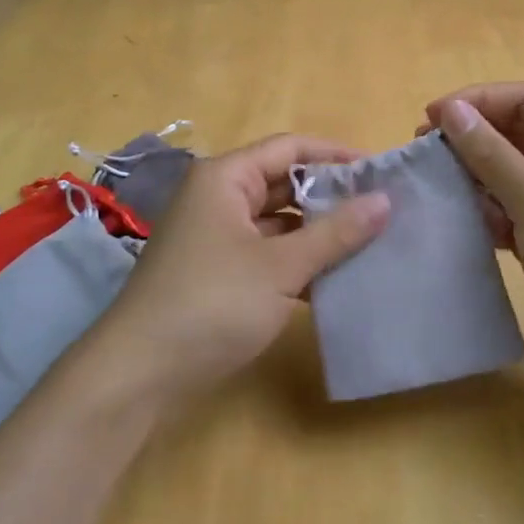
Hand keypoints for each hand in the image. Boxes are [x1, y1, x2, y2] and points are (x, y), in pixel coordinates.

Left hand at [78, 135, 389, 411]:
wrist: (139, 374)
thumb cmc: (212, 303)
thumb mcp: (281, 266)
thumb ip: (335, 232)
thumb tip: (384, 200)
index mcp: (226, 178)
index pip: (290, 148)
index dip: (336, 155)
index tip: (380, 172)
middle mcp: (218, 197)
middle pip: (283, 183)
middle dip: (330, 197)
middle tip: (382, 211)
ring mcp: (214, 235)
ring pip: (276, 221)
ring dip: (316, 233)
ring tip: (369, 244)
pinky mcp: (216, 271)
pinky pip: (265, 252)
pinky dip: (296, 262)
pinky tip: (333, 280)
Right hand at [425, 84, 523, 411]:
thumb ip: (493, 155)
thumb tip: (451, 112)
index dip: (477, 102)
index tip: (429, 119)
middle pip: (516, 133)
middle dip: (471, 140)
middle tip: (423, 153)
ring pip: (509, 171)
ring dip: (475, 177)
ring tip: (436, 187)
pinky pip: (511, 207)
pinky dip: (486, 210)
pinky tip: (461, 220)